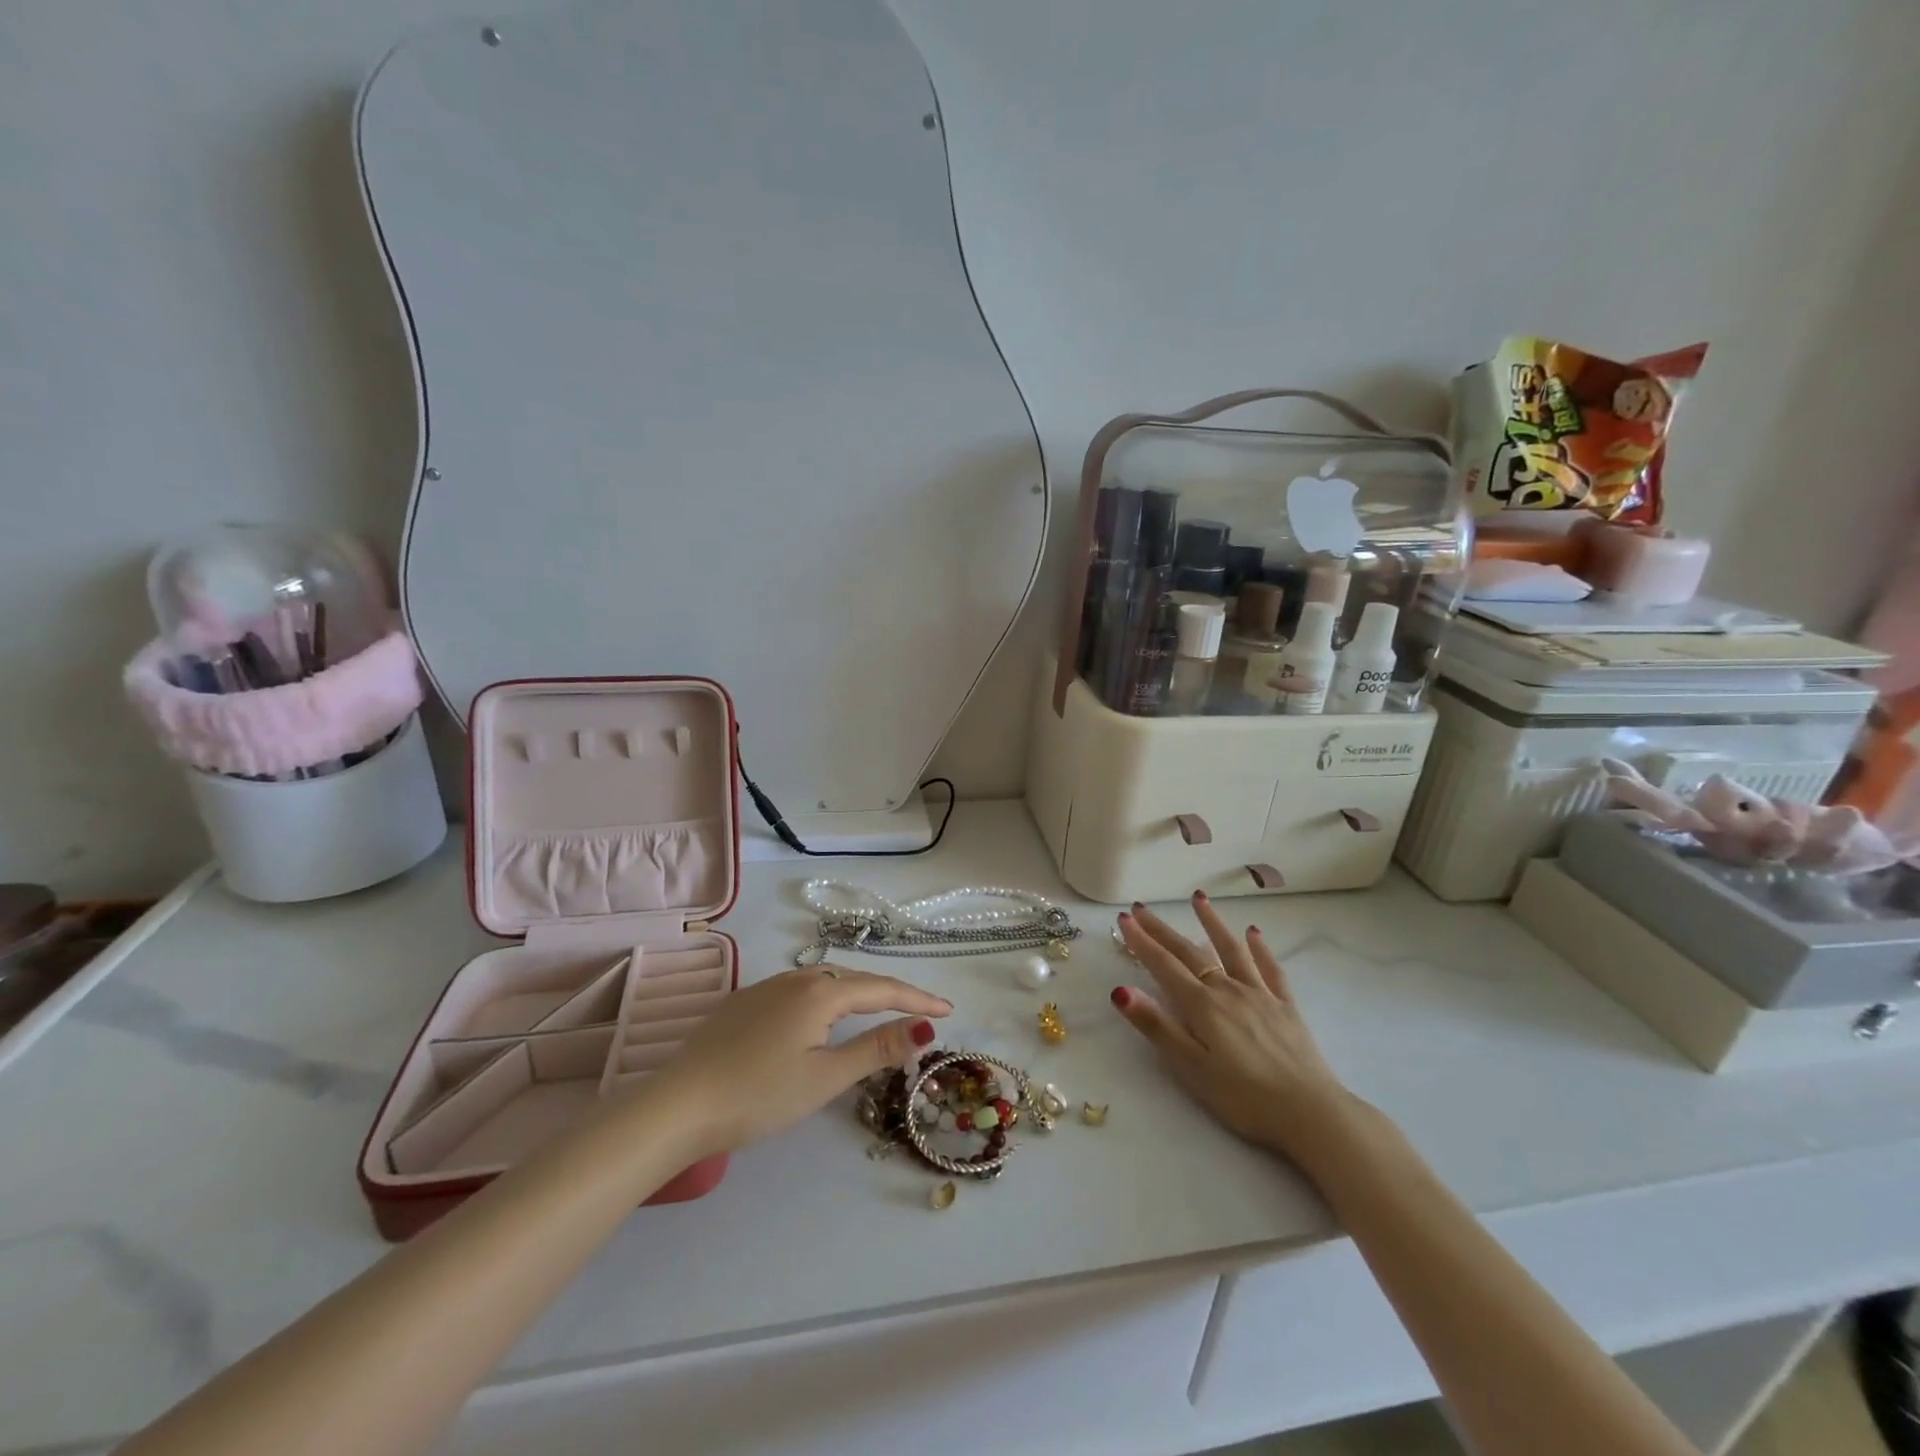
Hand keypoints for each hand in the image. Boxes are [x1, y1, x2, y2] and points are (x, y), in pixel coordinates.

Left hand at [650, 967, 951, 1161]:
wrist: (677, 1105)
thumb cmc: (759, 1095)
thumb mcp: (825, 1076)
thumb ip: (876, 1048)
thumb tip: (925, 1026)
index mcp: (819, 993)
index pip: (881, 988)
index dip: (917, 999)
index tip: (948, 1009)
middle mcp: (794, 978)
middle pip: (853, 980)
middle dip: (889, 994)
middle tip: (918, 1012)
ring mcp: (764, 987)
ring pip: (823, 983)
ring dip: (855, 995)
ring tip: (875, 1012)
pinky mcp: (741, 1003)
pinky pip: (796, 992)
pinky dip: (823, 1001)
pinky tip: (818, 1020)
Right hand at [1112, 893, 1354, 1165]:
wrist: (1312, 1113)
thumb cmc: (1244, 1098)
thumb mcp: (1191, 1068)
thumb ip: (1156, 1026)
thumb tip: (1120, 990)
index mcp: (1202, 1006)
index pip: (1163, 965)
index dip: (1141, 942)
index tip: (1123, 918)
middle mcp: (1228, 990)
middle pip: (1190, 952)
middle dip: (1162, 929)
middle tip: (1141, 908)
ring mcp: (1260, 995)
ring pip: (1231, 950)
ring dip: (1212, 922)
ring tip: (1198, 898)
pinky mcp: (1286, 1007)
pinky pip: (1270, 969)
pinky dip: (1260, 949)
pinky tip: (1254, 932)